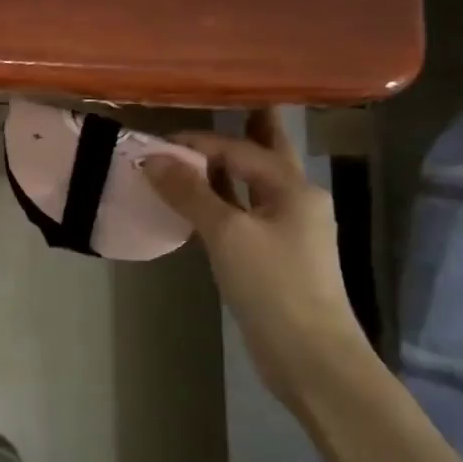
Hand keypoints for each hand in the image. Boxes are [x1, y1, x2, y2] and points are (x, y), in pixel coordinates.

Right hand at [143, 108, 370, 408]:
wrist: (310, 356)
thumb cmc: (273, 285)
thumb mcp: (227, 234)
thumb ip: (191, 192)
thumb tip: (152, 158)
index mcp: (293, 187)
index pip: (241, 149)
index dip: (199, 143)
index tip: (158, 143)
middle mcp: (296, 200)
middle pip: (265, 154)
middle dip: (243, 130)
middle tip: (216, 105)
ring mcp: (289, 229)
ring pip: (253, 185)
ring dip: (226, 168)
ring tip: (195, 150)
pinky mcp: (275, 255)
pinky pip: (246, 212)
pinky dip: (223, 200)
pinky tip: (201, 202)